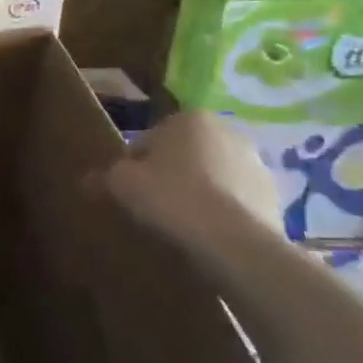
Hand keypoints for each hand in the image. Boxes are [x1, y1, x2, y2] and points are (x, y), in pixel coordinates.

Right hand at [103, 111, 279, 250]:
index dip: (134, 165)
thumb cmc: (172, 198)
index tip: (129, 191)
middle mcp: (228, 132)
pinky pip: (236, 203)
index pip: (150, 139)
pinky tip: (207, 237)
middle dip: (170, 176)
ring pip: (213, 178)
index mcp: (190, 118)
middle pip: (185, 156)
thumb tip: (86, 180)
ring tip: (181, 226)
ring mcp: (257, 165)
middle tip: (153, 207)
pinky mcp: (276, 198)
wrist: (235, 244)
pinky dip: (222, 214)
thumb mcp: (122, 185)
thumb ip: (103, 177)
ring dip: (198, 195)